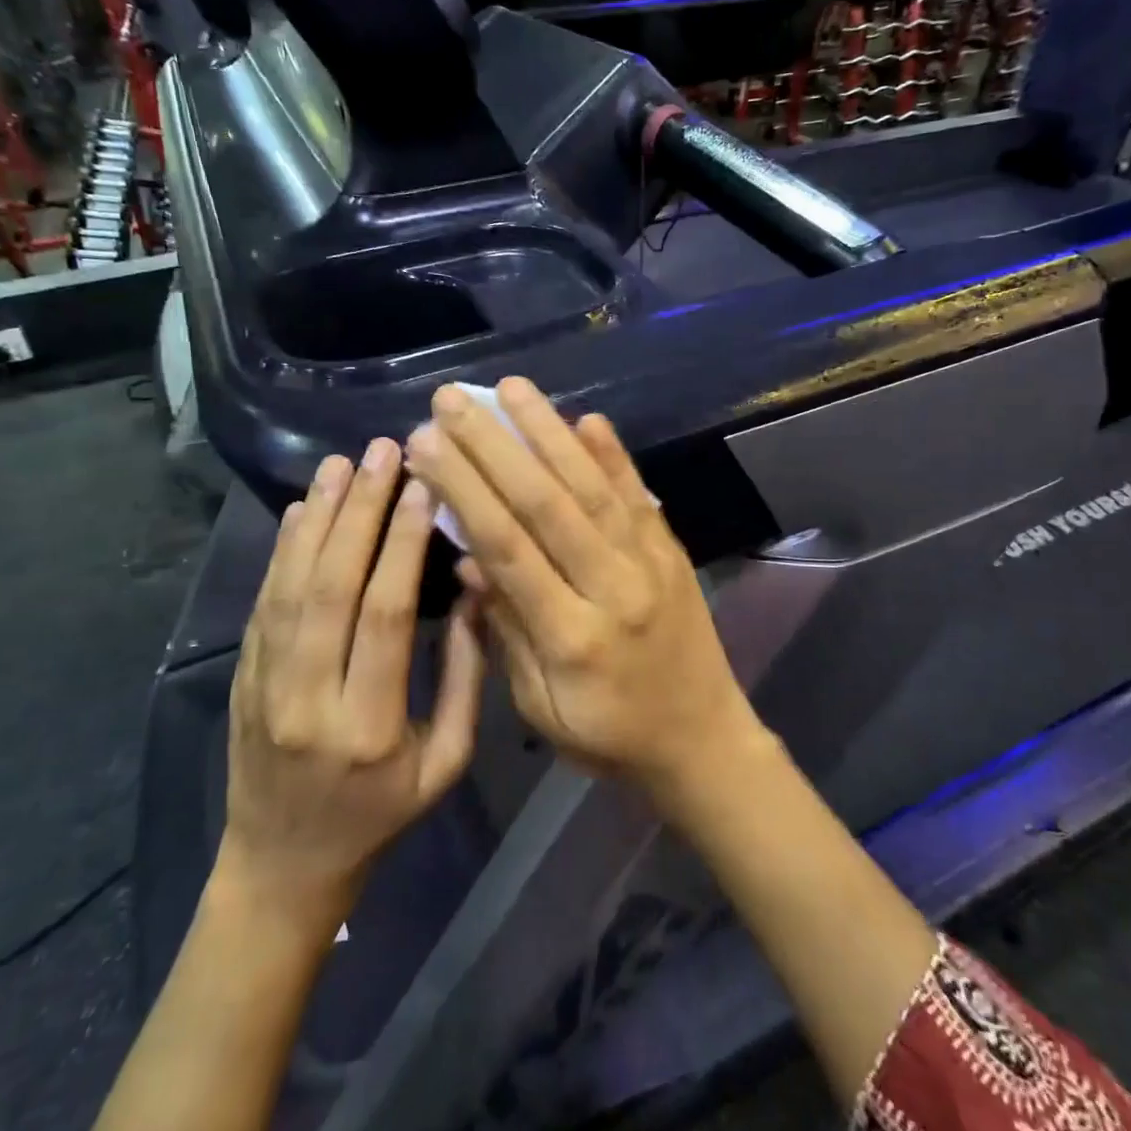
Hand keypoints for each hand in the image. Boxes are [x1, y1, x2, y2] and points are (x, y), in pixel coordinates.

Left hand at [221, 440, 485, 917]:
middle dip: (358, 511)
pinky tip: (300, 509)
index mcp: (368, 723)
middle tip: (382, 453)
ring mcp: (263, 684)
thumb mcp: (445, 764)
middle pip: (331, 585)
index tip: (423, 488)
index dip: (402, 545)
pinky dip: (282, 550)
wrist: (282, 865)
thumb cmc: (380, 816)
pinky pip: (262, 602)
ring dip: (316, 518)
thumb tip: (473, 591)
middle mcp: (307, 696)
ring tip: (341, 464)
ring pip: (289, 584)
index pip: (383, 614)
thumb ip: (463, 678)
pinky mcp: (242, 676)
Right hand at [406, 380, 763, 797]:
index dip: (464, 491)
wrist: (704, 742)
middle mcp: (613, 587)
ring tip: (510, 388)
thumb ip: (508, 630)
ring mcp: (650, 563)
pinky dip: (613, 455)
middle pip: (546, 504)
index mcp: (570, 636)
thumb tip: (469, 559)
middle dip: (494, 446)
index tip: (426, 445)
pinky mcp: (672, 551)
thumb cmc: (610, 737)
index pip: (508, 547)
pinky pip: (640, 496)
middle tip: (452, 400)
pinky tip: (587, 418)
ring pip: (592, 487)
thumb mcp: (543, 708)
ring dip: (549, 432)